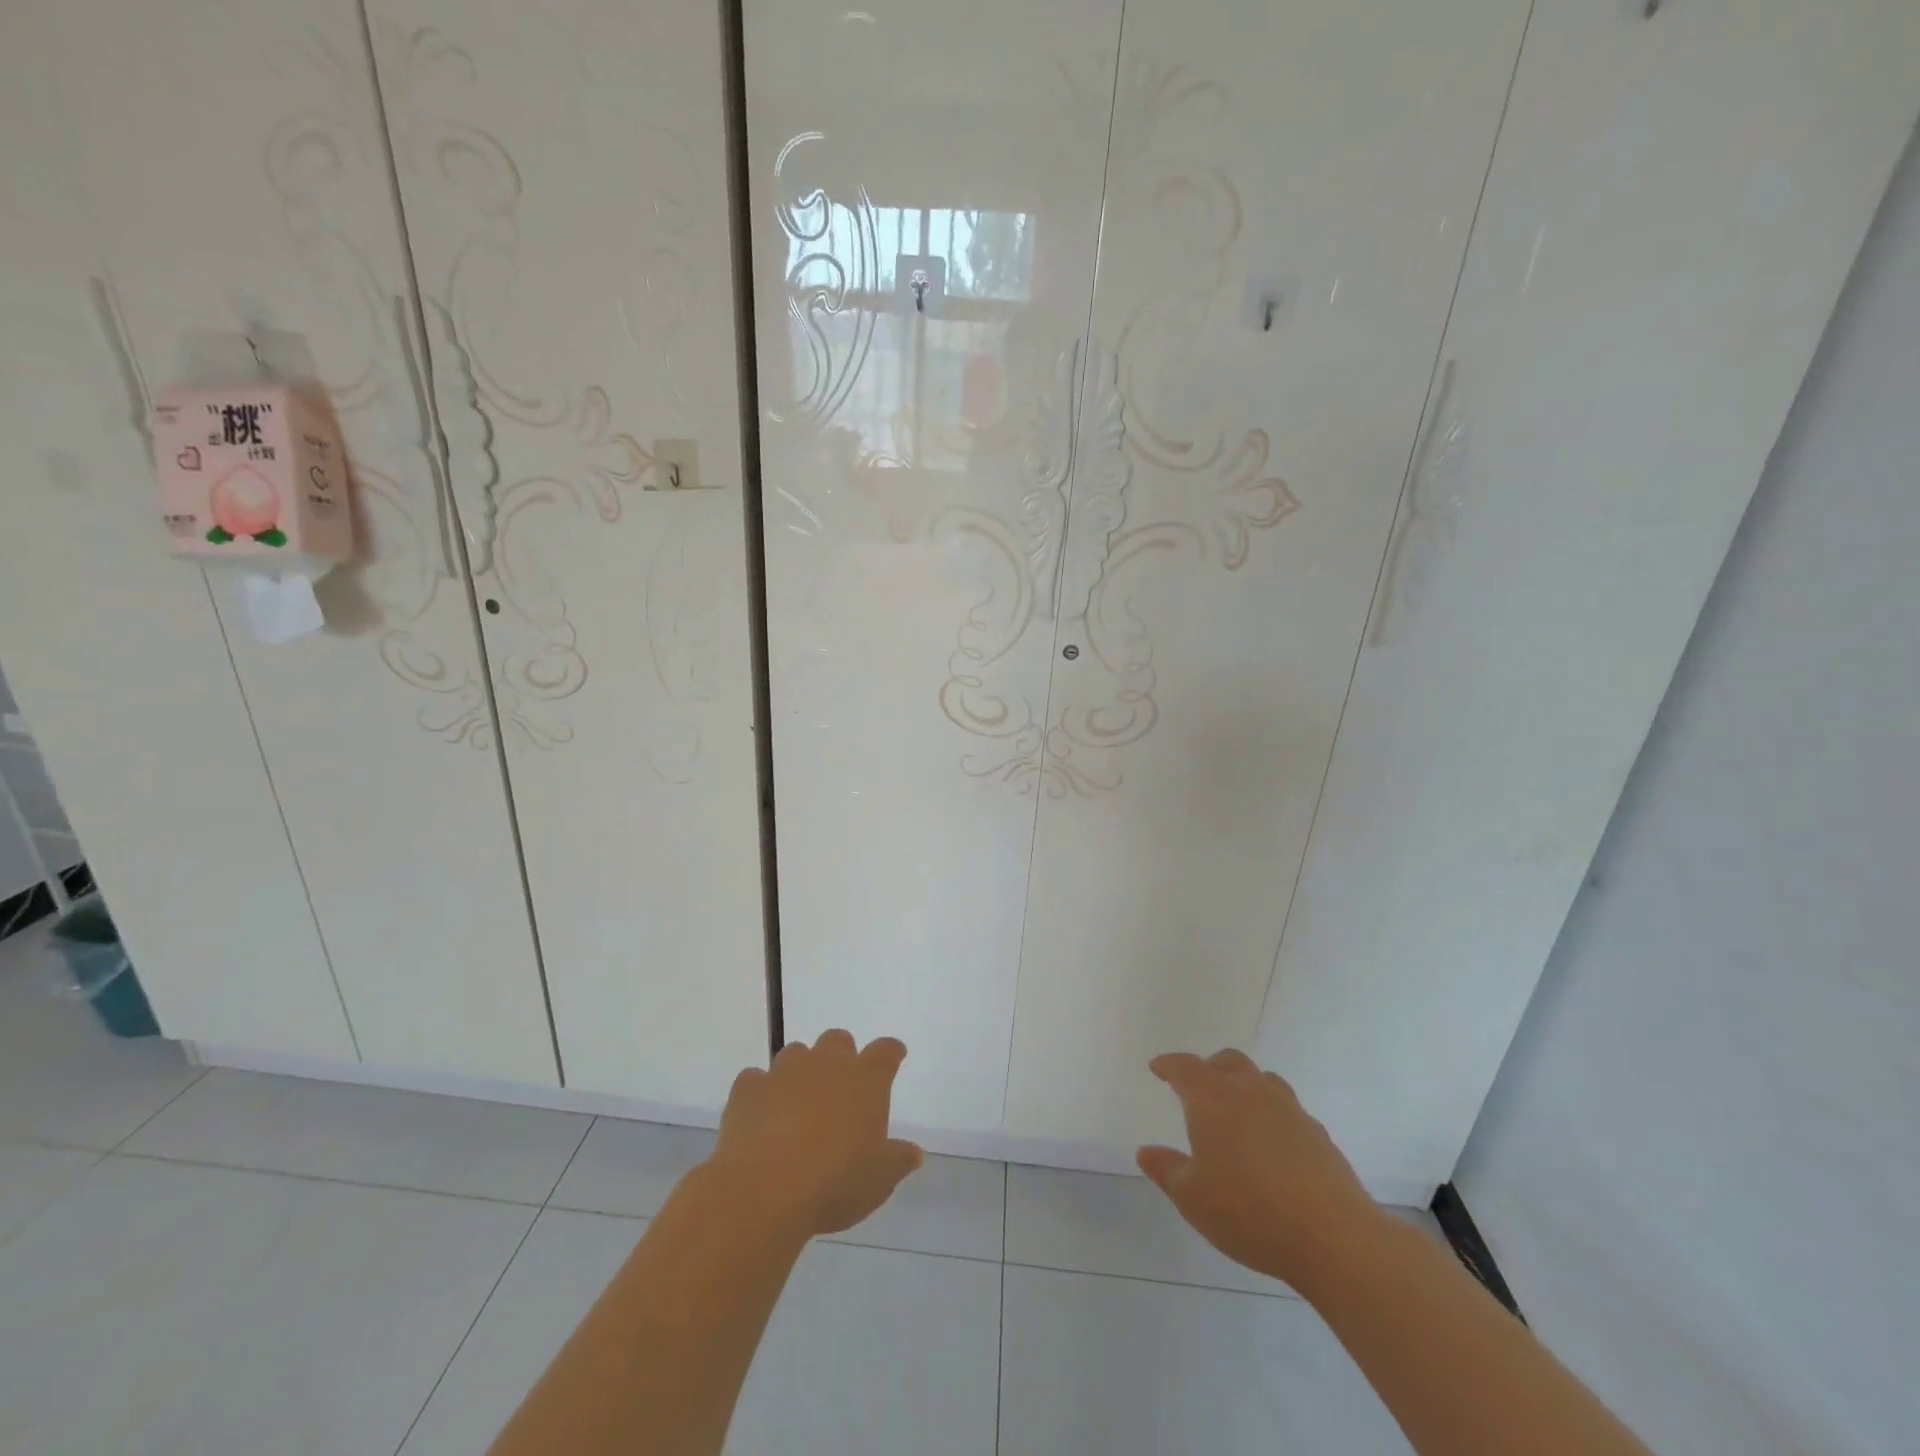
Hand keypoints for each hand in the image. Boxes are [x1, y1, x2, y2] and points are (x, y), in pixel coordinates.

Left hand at [707, 1029, 923, 1235]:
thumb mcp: (879, 1180)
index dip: (891, 1052)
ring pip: (796, 1053)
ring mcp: (784, 1071)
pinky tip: (761, 1115)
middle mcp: (826, 1064)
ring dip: (800, 1071)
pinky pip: (756, 1079)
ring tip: (798, 1103)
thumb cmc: (835, 1181)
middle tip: (841, 1086)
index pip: (886, 1052)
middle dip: (841, 1056)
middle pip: (838, 1040)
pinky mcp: (749, 1088)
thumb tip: (914, 1153)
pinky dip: (761, 1092)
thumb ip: (898, 1160)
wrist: (765, 1188)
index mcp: (865, 1079)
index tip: (894, 1056)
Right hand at [1138, 1049, 1382, 1288]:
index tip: (1157, 1068)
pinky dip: (1271, 1114)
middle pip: (1227, 1061)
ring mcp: (1288, 1109)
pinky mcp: (1316, 1132)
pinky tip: (1271, 1144)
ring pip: (1261, 1079)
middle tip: (1197, 1088)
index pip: (1185, 1067)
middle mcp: (1249, 1092)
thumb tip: (1145, 1151)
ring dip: (1243, 1085)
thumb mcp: (1193, 1198)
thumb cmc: (1249, 1212)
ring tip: (1236, 1111)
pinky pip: (1286, 1108)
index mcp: (1213, 1099)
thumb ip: (1166, 1170)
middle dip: (1208, 1068)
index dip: (1168, 1065)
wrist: (1333, 1237)